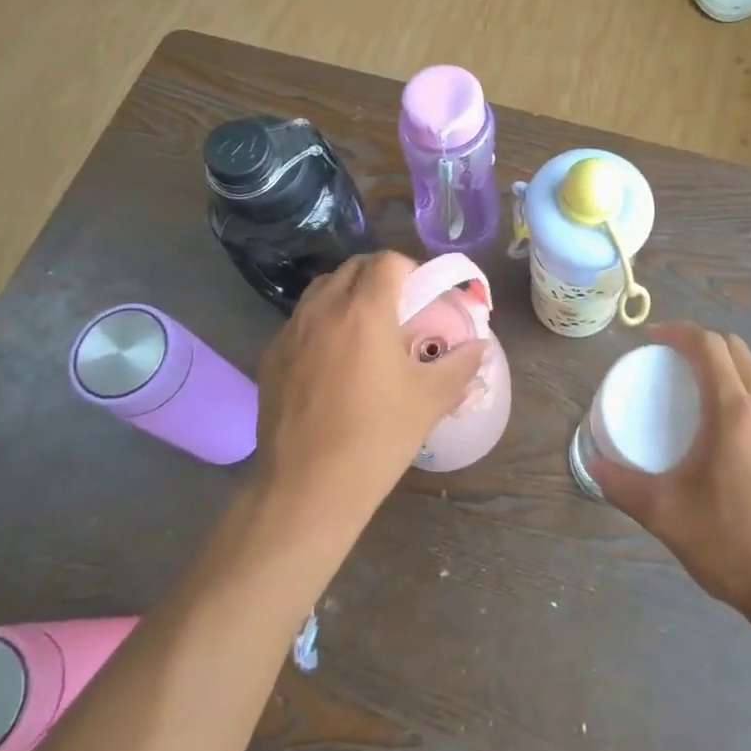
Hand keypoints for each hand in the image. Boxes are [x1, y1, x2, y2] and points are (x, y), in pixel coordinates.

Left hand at [254, 251, 485, 530]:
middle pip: (352, 268)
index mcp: (365, 312)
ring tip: (363, 330)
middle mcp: (323, 310)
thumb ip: (460, 365)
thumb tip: (480, 346)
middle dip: (379, 278)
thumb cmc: (376, 438)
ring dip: (346, 295)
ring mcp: (290, 332)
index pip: (386, 261)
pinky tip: (331, 362)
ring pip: (321, 290)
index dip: (409, 269)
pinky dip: (320, 324)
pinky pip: (299, 322)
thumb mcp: (429, 400)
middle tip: (398, 310)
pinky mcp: (270, 357)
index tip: (421, 296)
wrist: (307, 488)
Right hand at [589, 322, 750, 619]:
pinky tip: (715, 429)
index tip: (649, 338)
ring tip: (686, 390)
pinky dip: (736, 391)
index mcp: (736, 411)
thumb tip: (594, 467)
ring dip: (720, 366)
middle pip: (734, 349)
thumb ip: (624, 486)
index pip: (709, 345)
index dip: (677, 332)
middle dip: (699, 342)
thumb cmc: (736, 543)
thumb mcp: (668, 515)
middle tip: (665, 359)